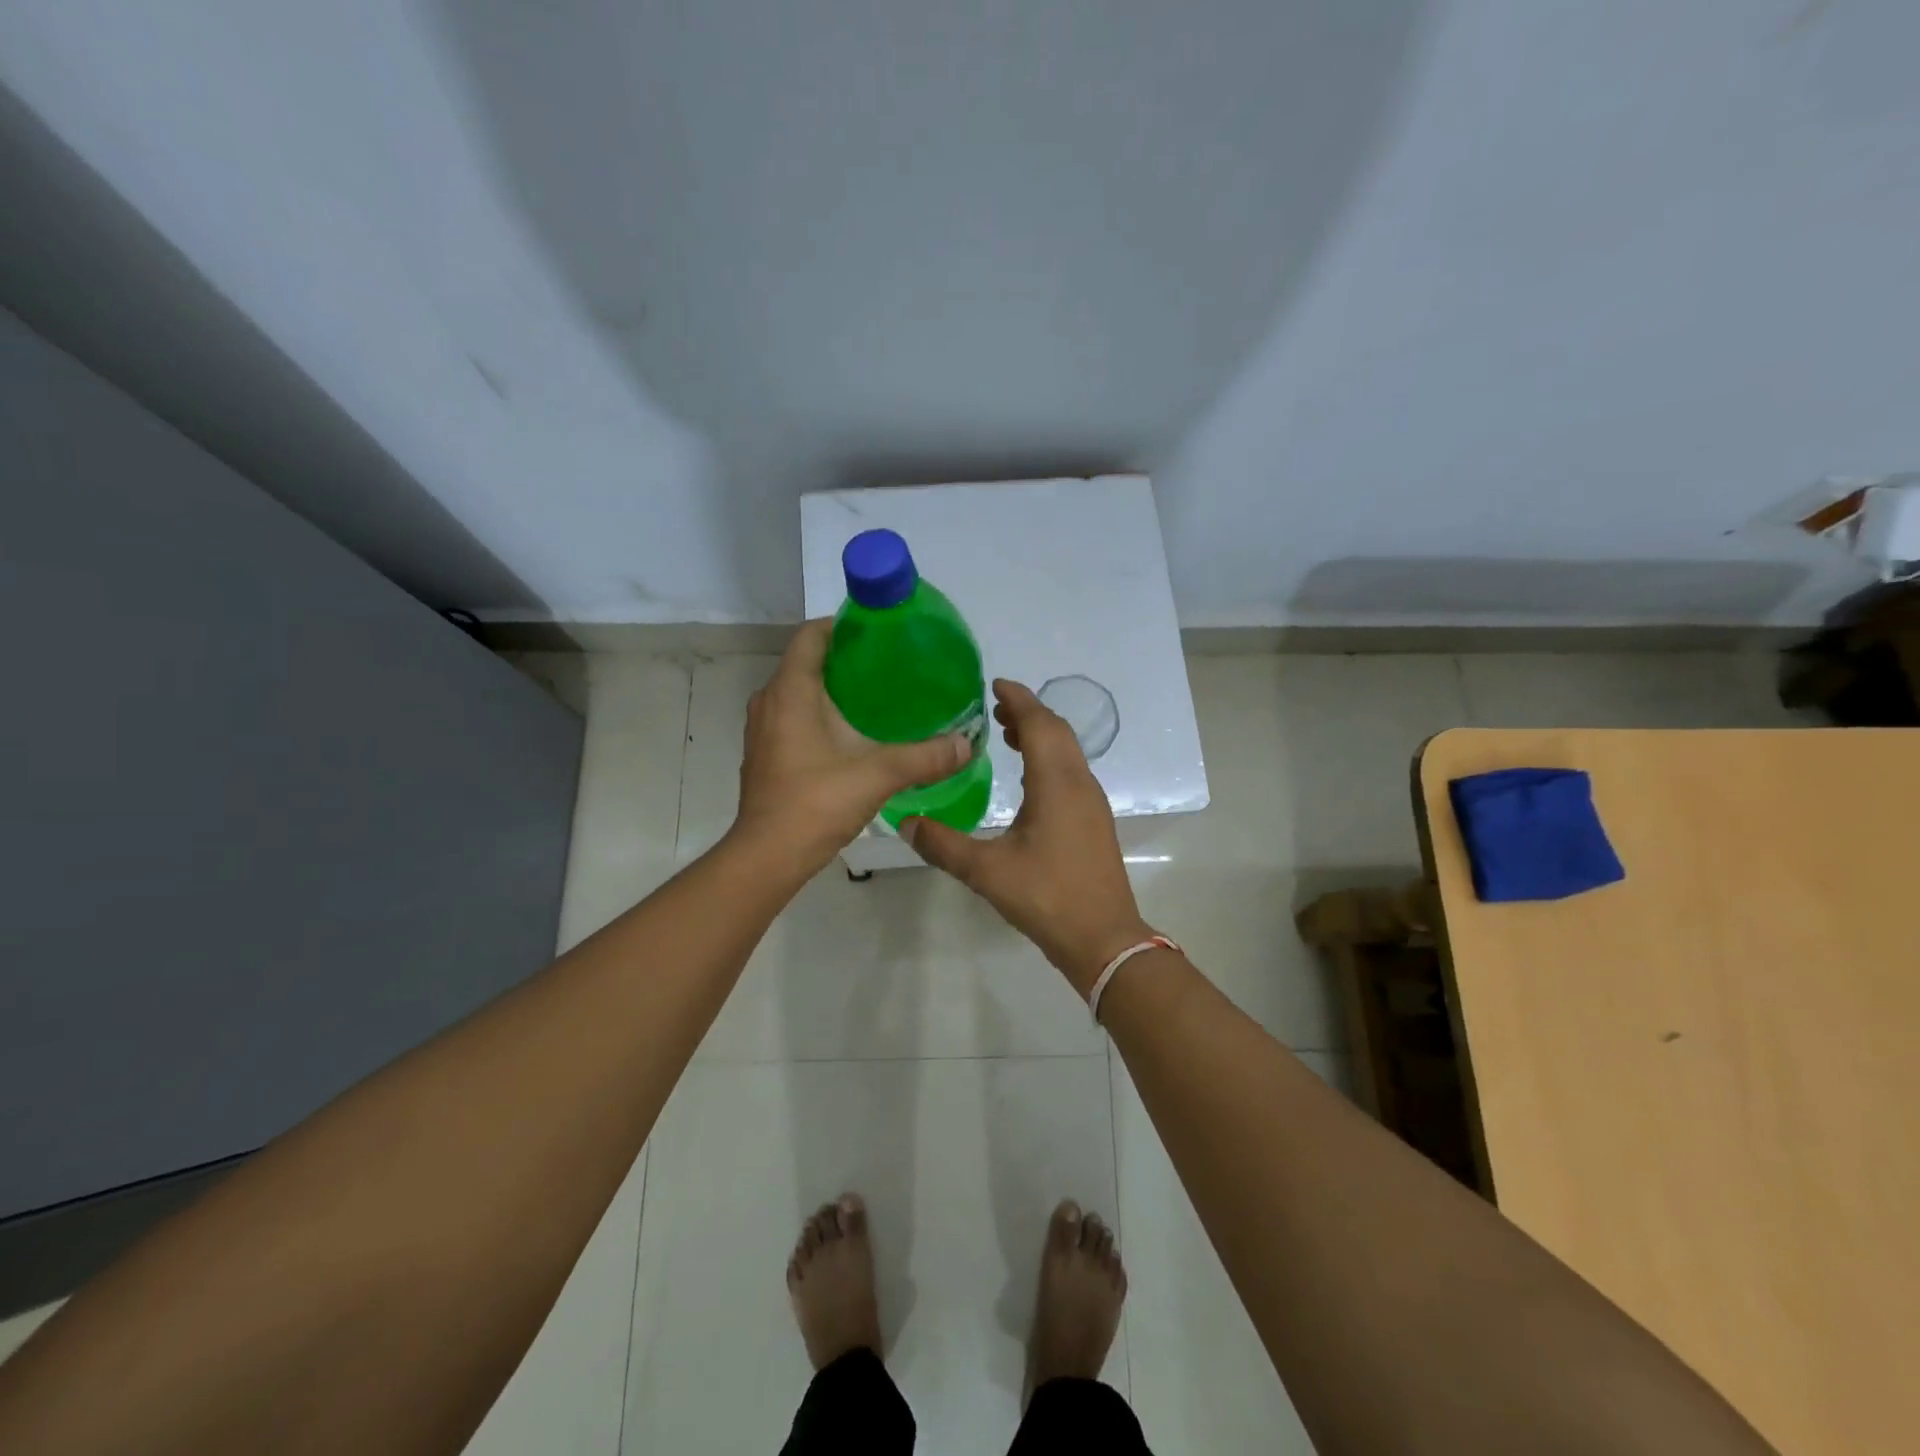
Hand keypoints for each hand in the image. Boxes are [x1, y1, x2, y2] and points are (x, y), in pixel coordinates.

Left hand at [733, 619, 971, 874]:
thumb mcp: (878, 774)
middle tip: (889, 664)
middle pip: (807, 661)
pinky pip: (793, 716)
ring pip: (799, 691)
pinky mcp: (766, 753)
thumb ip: (925, 757)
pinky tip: (852, 733)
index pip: (811, 635)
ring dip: (833, 688)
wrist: (768, 856)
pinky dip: (820, 714)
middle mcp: (770, 701)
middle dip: (845, 658)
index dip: (843, 625)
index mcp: (790, 691)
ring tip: (876, 696)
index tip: (879, 631)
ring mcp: (763, 729)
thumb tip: (967, 744)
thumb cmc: (816, 802)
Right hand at [902, 680, 1156, 994]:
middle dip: (1028, 713)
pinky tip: (1028, 780)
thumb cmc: (1047, 897)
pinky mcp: (1094, 821)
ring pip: (1068, 752)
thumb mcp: (986, 871)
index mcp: (1057, 783)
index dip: (1019, 699)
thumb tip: (905, 822)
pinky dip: (1049, 759)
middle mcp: (1079, 783)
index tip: (994, 684)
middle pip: (1058, 731)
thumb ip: (943, 845)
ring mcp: (1092, 803)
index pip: (1040, 723)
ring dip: (1040, 736)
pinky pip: (1071, 772)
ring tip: (1007, 735)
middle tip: (994, 709)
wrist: (1104, 938)